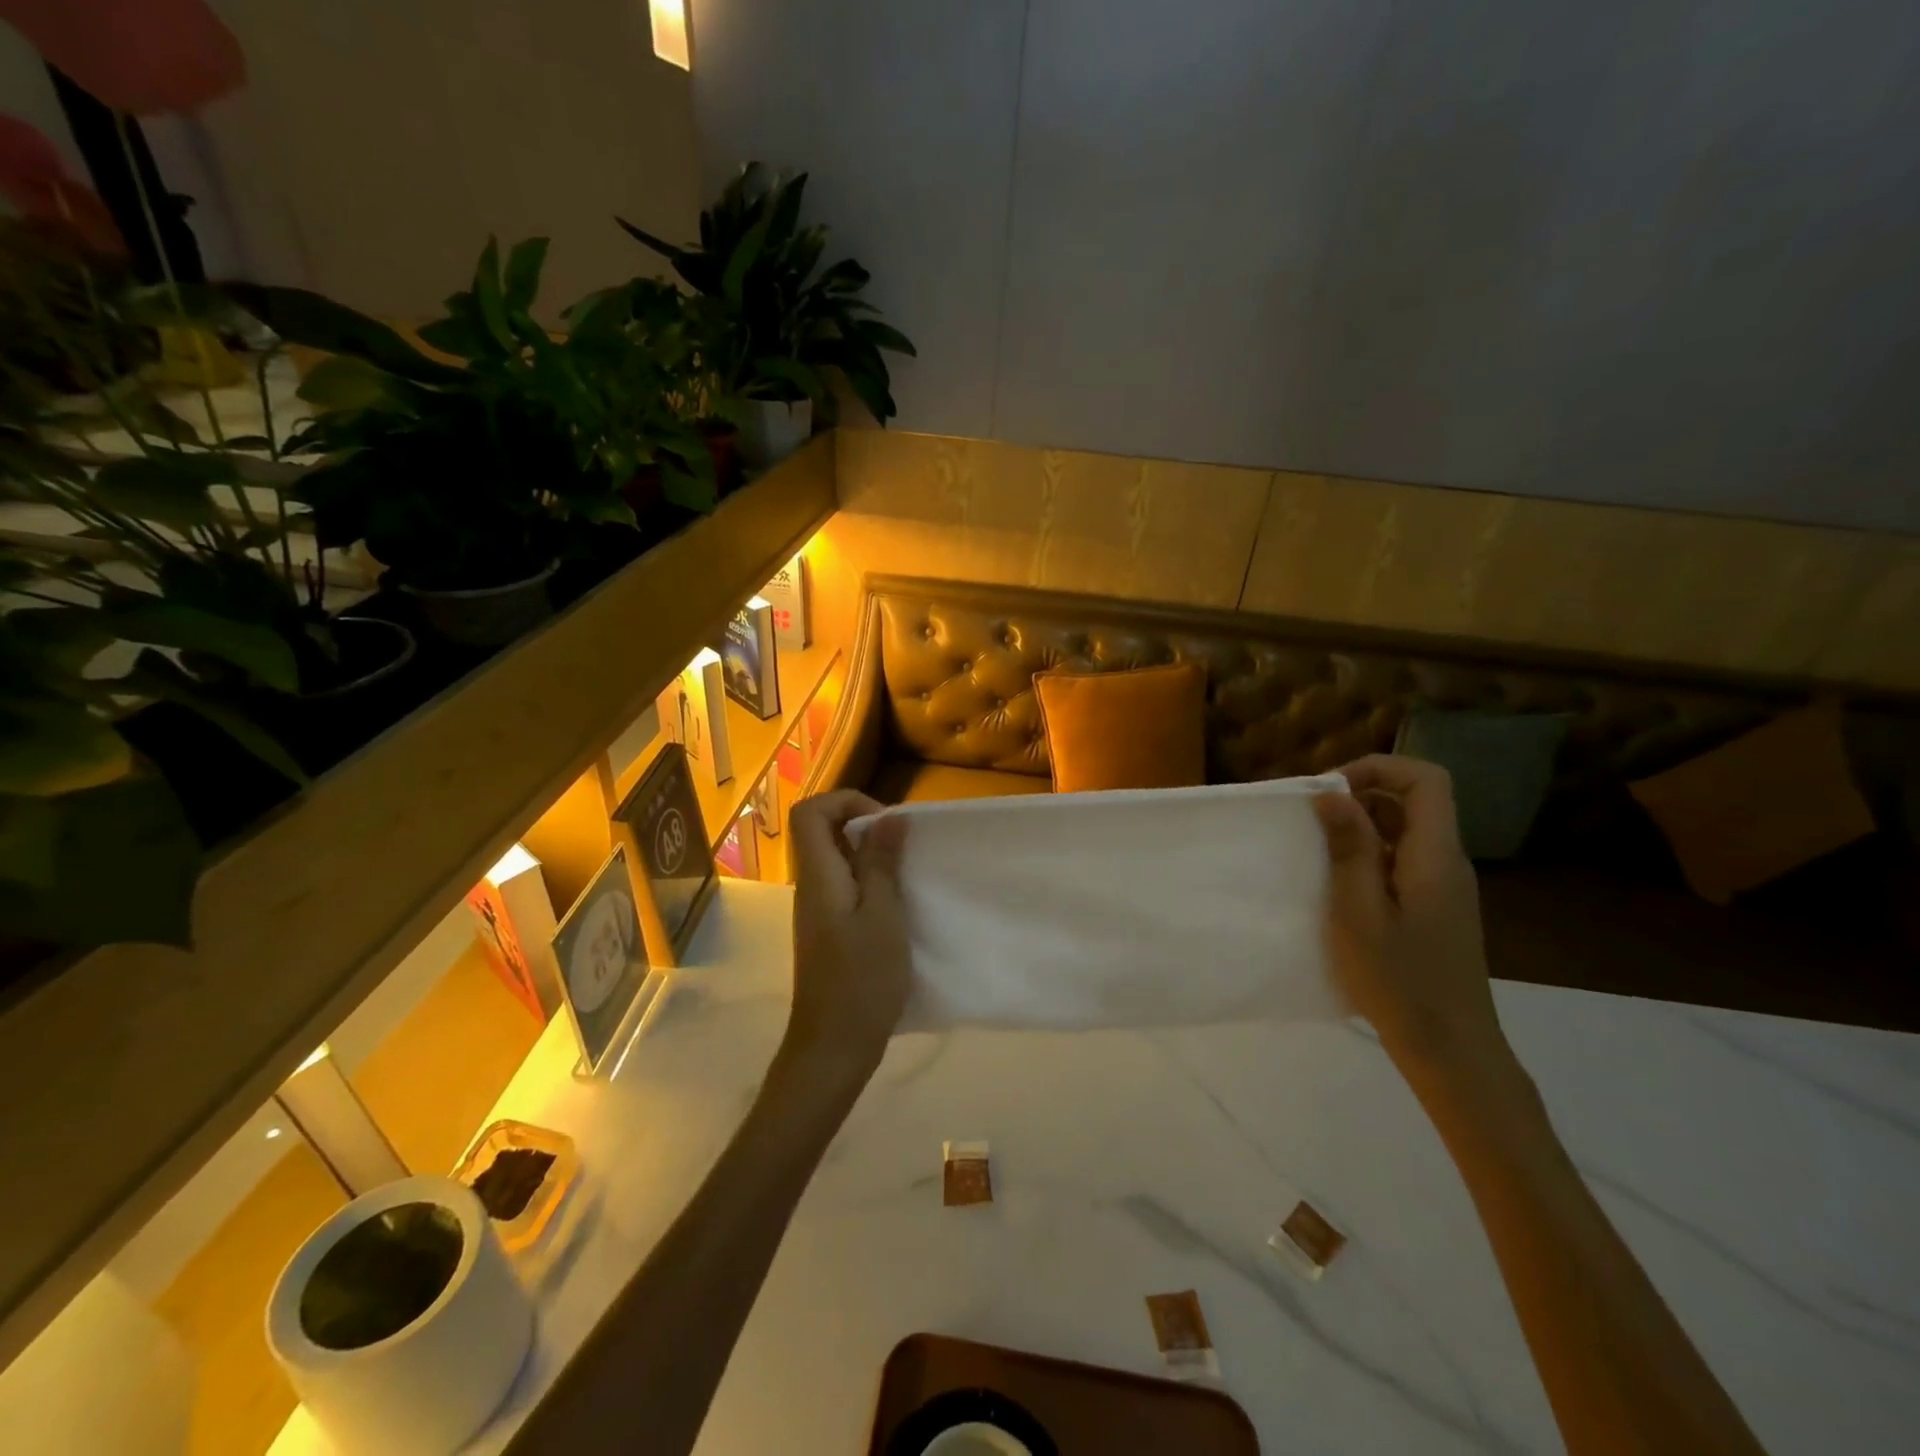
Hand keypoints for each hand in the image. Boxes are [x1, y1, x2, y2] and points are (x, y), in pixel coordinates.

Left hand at [785, 790, 911, 1083]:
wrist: (833, 1047)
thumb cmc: (861, 980)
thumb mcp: (883, 916)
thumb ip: (882, 864)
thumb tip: (889, 817)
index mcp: (819, 876)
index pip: (811, 812)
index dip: (847, 801)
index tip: (886, 823)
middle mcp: (811, 886)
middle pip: (824, 832)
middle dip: (866, 827)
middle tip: (904, 849)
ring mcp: (817, 910)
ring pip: (837, 860)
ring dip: (871, 857)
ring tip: (906, 876)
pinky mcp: (828, 931)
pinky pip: (844, 887)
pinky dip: (870, 884)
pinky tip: (897, 908)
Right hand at [1314, 755, 1505, 1073]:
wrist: (1450, 1048)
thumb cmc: (1399, 980)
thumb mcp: (1358, 913)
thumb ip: (1349, 849)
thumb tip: (1332, 794)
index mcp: (1435, 855)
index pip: (1426, 779)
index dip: (1378, 768)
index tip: (1330, 790)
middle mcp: (1447, 861)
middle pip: (1414, 801)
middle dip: (1361, 795)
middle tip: (1313, 819)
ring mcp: (1444, 887)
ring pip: (1406, 831)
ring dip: (1362, 827)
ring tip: (1318, 850)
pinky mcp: (1436, 908)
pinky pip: (1403, 860)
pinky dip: (1370, 856)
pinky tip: (1339, 885)